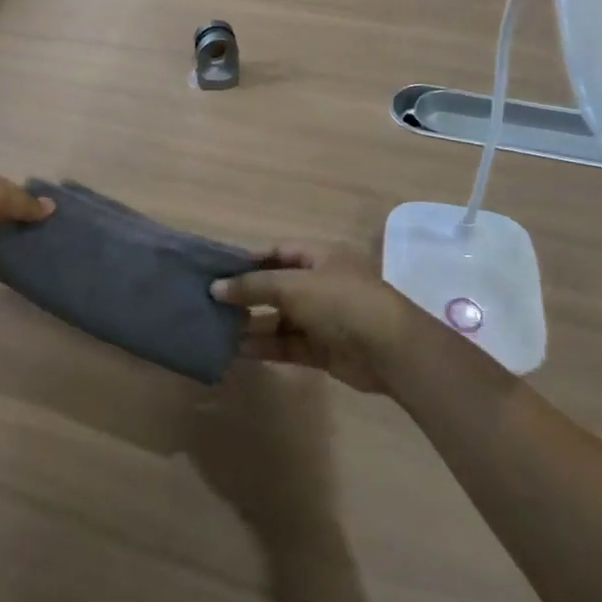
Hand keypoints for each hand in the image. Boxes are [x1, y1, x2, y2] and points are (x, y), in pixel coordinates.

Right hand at [211, 244, 418, 393]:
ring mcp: (323, 318)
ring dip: (252, 324)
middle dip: (247, 295)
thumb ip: (253, 286)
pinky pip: (288, 344)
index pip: (277, 252)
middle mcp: (321, 284)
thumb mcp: (293, 286)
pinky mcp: (324, 349)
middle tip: (211, 303)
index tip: (217, 271)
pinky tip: (238, 350)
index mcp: (320, 257)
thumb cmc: (341, 302)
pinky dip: (266, 346)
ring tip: (218, 329)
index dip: (248, 261)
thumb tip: (215, 288)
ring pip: (280, 319)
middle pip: (277, 286)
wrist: (390, 350)